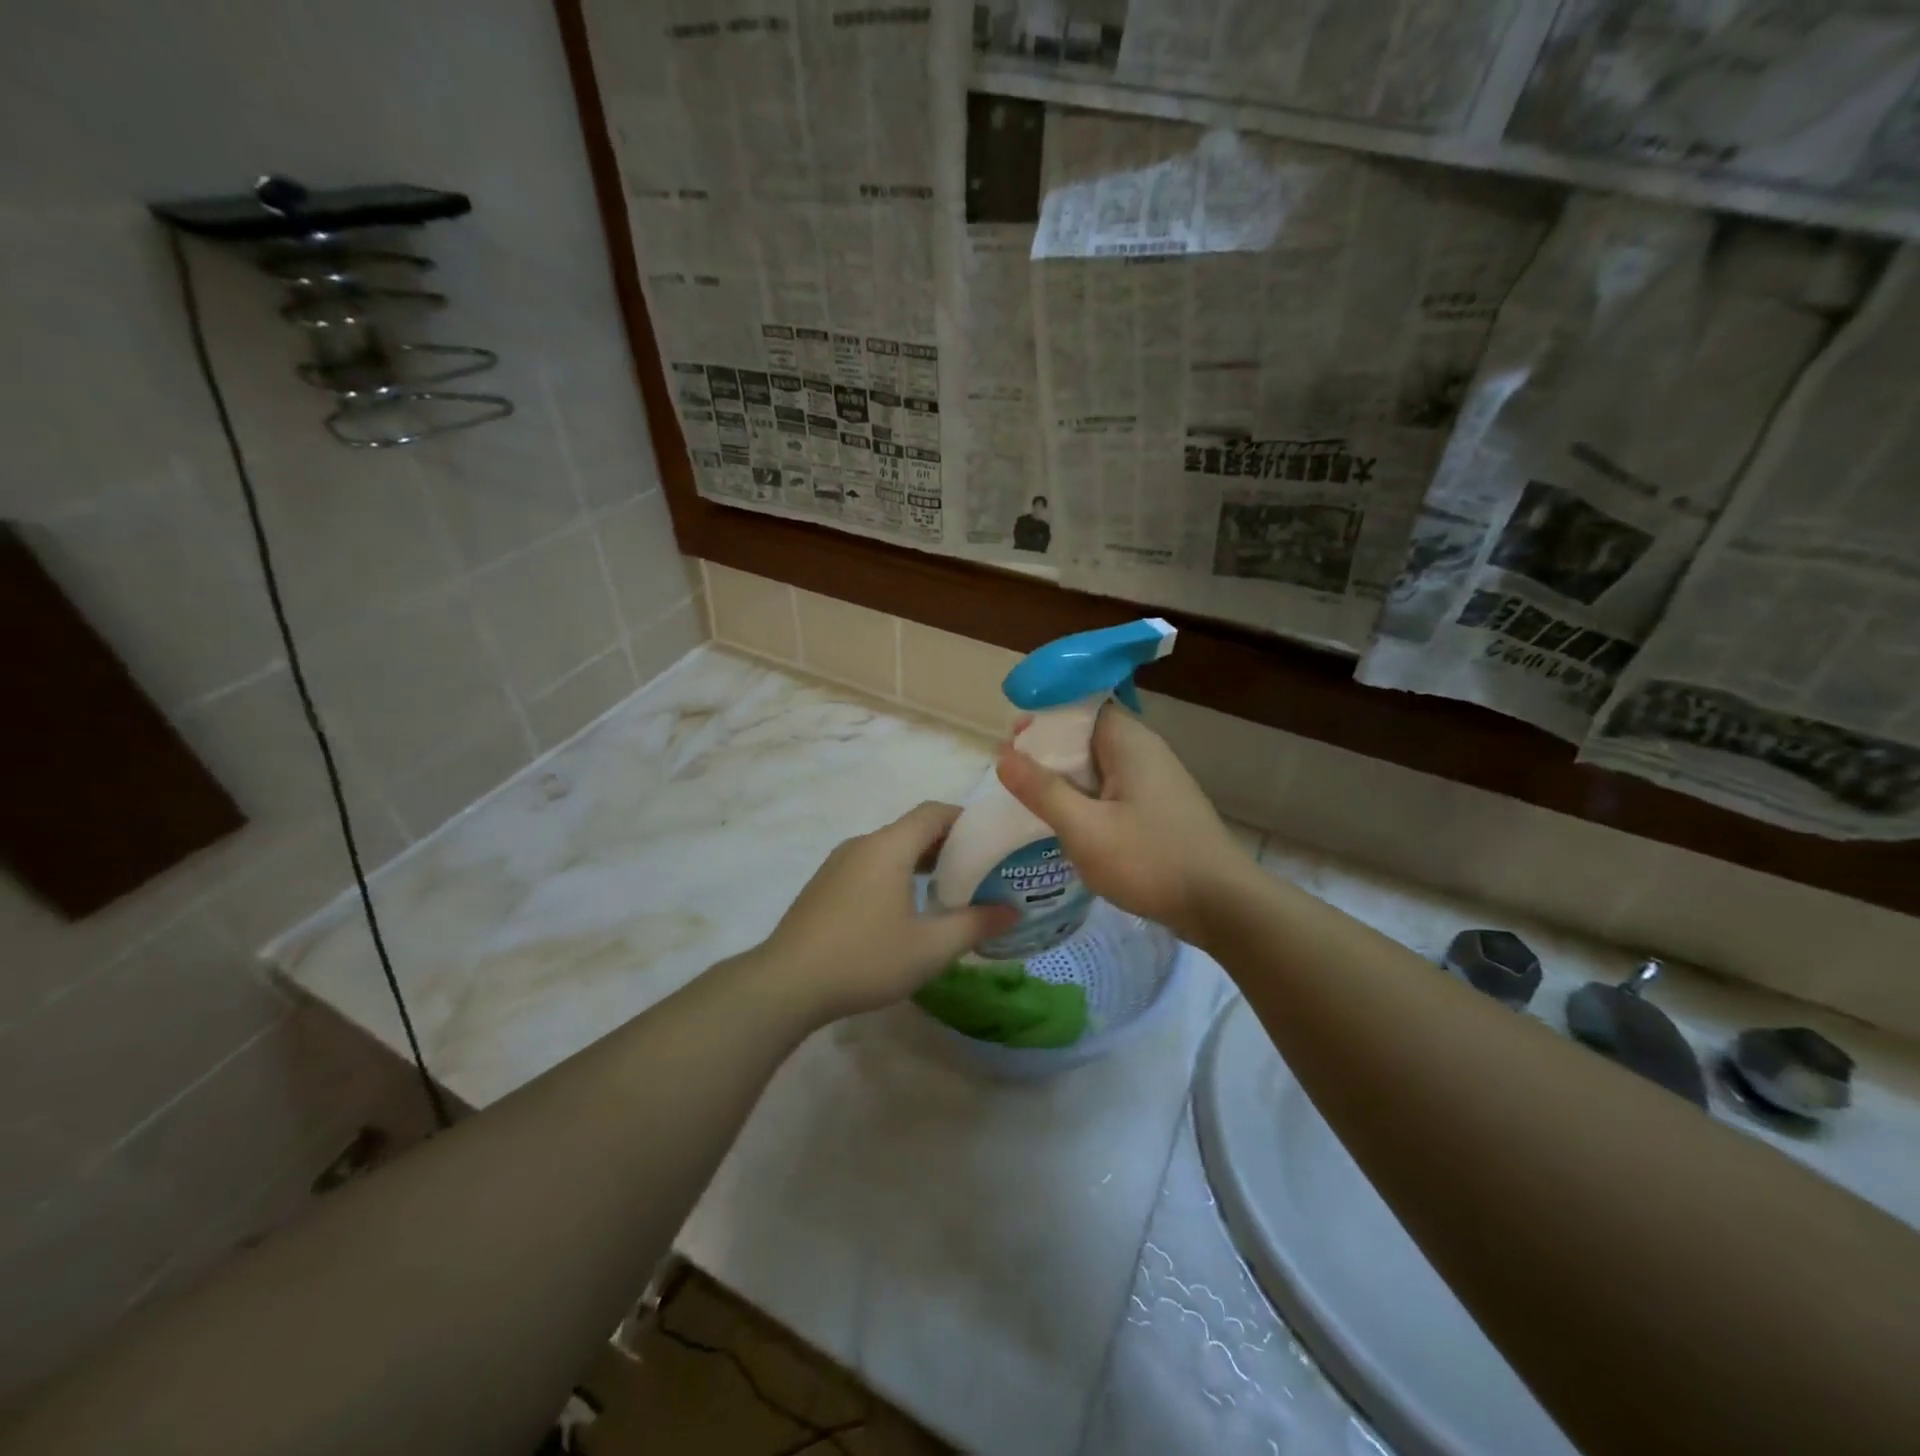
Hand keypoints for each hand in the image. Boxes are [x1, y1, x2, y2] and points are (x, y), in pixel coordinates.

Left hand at [759, 802, 1019, 1020]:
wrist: (786, 983)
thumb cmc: (864, 958)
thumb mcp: (930, 948)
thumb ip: (975, 925)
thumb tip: (1011, 911)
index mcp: (889, 847)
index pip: (933, 812)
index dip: (965, 819)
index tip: (990, 839)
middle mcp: (862, 845)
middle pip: (912, 829)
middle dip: (947, 844)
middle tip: (979, 870)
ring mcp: (838, 864)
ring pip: (889, 850)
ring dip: (920, 862)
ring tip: (948, 891)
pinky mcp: (824, 886)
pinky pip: (869, 866)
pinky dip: (895, 875)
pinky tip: (905, 911)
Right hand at [996, 705, 1251, 943]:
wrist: (1223, 905)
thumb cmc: (1151, 861)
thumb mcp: (1085, 829)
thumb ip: (1042, 791)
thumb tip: (1003, 755)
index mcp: (1128, 742)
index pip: (1081, 706)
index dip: (1044, 717)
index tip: (1014, 741)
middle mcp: (1145, 750)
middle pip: (1088, 734)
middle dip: (1050, 750)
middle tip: (1015, 775)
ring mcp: (1156, 780)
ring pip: (1100, 764)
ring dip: (1068, 777)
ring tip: (1034, 799)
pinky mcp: (1160, 807)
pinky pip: (1114, 788)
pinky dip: (1087, 797)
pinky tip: (1070, 822)